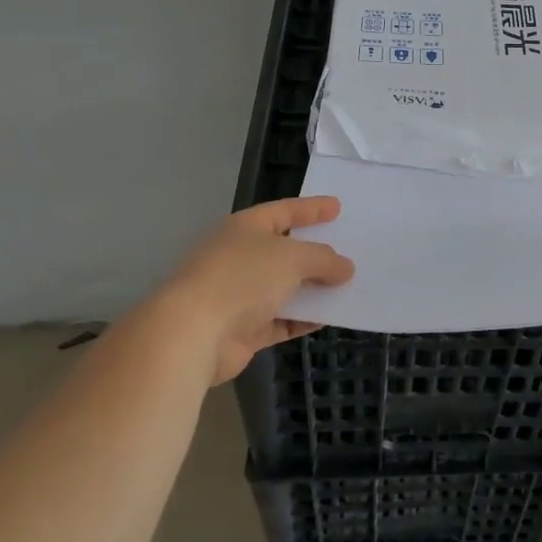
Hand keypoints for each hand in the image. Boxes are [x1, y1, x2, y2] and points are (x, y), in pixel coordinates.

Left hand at [157, 196, 354, 385]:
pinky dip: (303, 319)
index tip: (338, 207)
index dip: (311, 208)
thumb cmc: (242, 278)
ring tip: (348, 285)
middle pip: (285, 250)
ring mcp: (240, 294)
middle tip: (348, 249)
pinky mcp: (243, 329)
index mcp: (246, 228)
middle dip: (315, 252)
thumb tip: (346, 268)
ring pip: (285, 287)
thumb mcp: (292, 258)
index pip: (284, 211)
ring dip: (313, 288)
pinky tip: (329, 317)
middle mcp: (241, 257)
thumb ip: (324, 259)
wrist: (193, 333)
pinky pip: (282, 319)